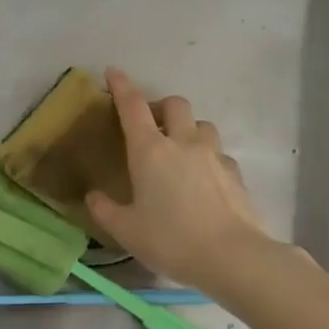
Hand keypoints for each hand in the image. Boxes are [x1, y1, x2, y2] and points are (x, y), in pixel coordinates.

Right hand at [85, 66, 279, 288]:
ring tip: (179, 149)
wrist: (231, 256)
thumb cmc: (170, 239)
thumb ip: (105, 210)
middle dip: (160, 106)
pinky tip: (202, 178)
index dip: (122, 86)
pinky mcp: (235, 173)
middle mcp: (183, 143)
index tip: (113, 72)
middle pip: (174, 105)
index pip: (133, 106)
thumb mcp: (126, 230)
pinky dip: (207, 156)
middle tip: (149, 124)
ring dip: (188, 128)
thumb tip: (93, 196)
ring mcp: (214, 155)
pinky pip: (219, 152)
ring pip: (202, 124)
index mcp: (150, 151)